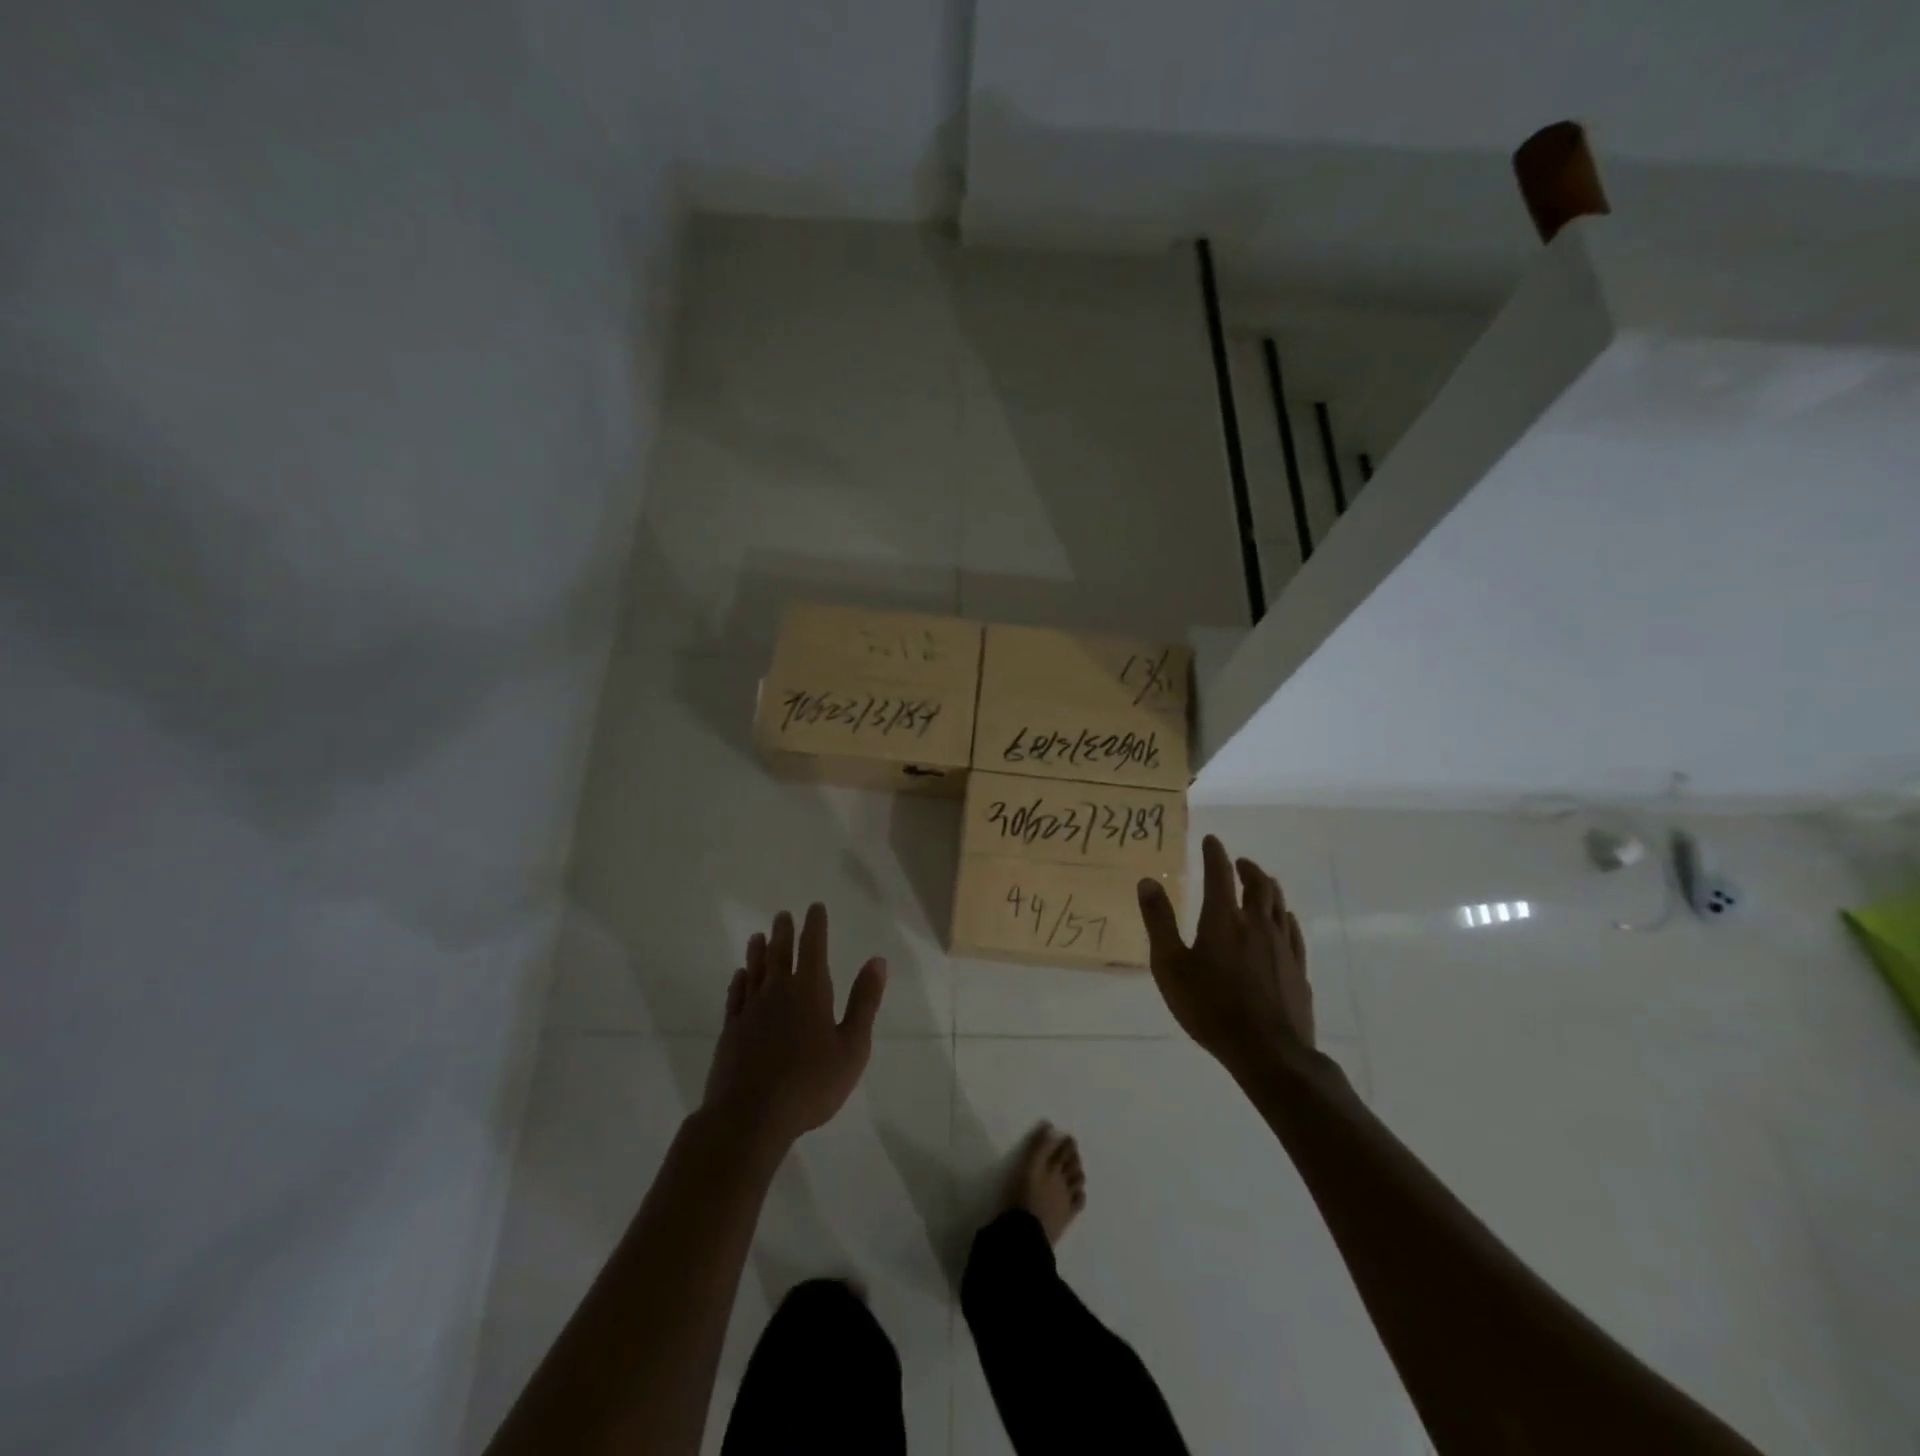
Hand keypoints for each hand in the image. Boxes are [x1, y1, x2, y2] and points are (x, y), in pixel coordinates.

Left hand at [702, 903, 886, 1148]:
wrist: (750, 1117)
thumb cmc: (810, 1084)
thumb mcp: (852, 1047)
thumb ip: (864, 1002)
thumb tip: (877, 961)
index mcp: (810, 992)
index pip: (813, 948)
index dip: (815, 926)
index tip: (814, 907)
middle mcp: (778, 992)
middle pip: (780, 954)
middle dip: (784, 932)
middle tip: (783, 914)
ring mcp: (751, 1011)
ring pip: (755, 971)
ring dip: (758, 952)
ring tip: (758, 936)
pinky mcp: (731, 1031)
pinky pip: (736, 996)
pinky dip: (739, 982)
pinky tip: (739, 976)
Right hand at [1137, 835, 1313, 1071]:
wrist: (1268, 1051)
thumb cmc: (1210, 1007)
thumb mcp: (1170, 966)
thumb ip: (1159, 921)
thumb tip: (1149, 881)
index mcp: (1223, 919)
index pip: (1219, 874)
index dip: (1214, 854)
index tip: (1211, 841)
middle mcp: (1256, 924)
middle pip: (1258, 885)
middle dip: (1247, 868)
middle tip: (1238, 862)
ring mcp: (1282, 946)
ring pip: (1278, 904)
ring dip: (1268, 887)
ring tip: (1261, 883)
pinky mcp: (1297, 968)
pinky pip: (1292, 930)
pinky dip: (1283, 916)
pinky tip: (1282, 921)